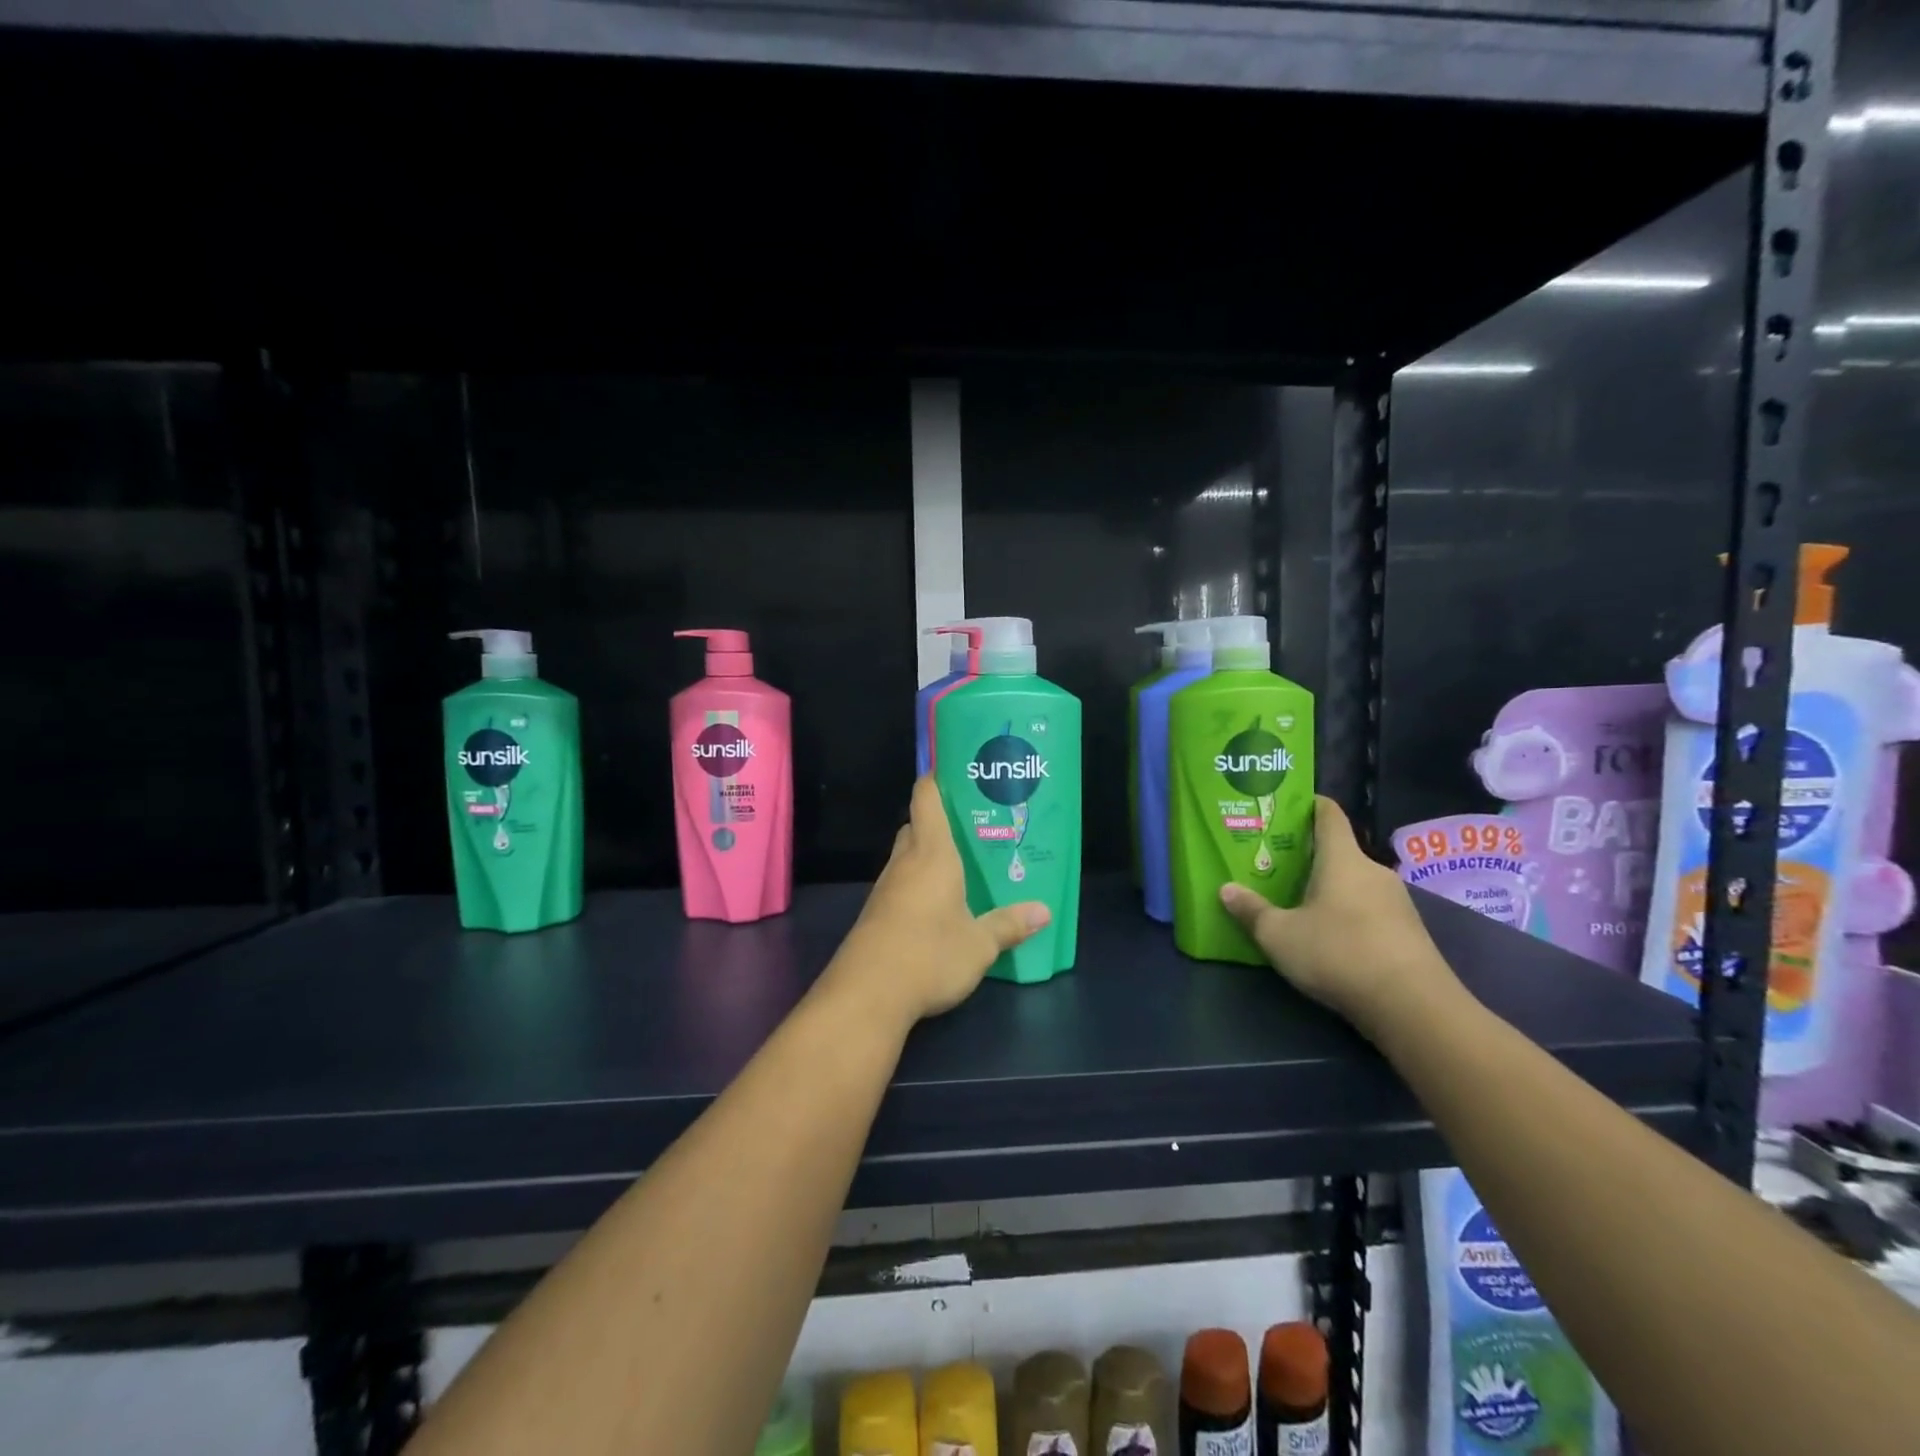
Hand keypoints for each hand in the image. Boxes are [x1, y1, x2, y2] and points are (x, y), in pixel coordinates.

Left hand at [827, 775, 1050, 1028]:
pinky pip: (901, 883)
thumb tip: (1044, 911)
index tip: (959, 772)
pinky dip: (919, 882)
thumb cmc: (929, 954)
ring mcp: (887, 887)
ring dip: (929, 854)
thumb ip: (1010, 924)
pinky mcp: (877, 913)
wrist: (867, 994)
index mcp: (933, 853)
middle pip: (917, 826)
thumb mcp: (979, 944)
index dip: (938, 779)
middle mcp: (906, 862)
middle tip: (974, 827)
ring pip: (907, 856)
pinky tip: (940, 904)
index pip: (927, 798)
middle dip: (940, 821)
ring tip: (963, 865)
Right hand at [1219, 795, 1457, 1037]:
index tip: (1290, 806)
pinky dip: (1349, 913)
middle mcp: (1373, 871)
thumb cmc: (1338, 953)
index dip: (1311, 805)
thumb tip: (1226, 890)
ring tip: (1299, 901)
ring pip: (1355, 883)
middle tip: (1278, 864)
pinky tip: (1331, 935)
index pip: (1329, 815)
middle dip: (1311, 856)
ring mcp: (1397, 902)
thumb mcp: (1279, 935)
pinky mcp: (1409, 932)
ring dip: (1330, 888)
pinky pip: (1371, 909)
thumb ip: (1251, 910)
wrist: (1414, 1006)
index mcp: (1342, 859)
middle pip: (1340, 852)